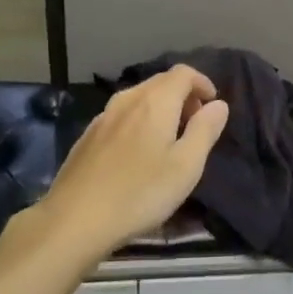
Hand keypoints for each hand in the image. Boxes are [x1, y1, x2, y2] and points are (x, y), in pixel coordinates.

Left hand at [28, 66, 228, 261]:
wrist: (74, 220)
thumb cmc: (140, 193)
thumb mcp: (186, 166)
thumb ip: (205, 130)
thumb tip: (218, 104)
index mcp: (155, 102)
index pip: (184, 73)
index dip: (203, 83)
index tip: (213, 107)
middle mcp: (127, 100)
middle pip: (160, 82)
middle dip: (183, 96)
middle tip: (195, 125)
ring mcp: (103, 117)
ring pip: (139, 99)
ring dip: (160, 109)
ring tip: (169, 140)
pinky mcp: (87, 137)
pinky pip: (122, 116)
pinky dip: (139, 122)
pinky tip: (138, 154)